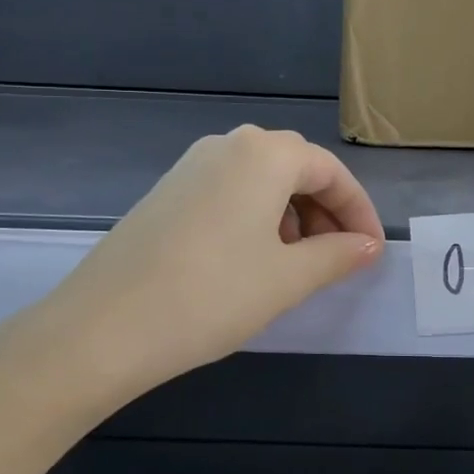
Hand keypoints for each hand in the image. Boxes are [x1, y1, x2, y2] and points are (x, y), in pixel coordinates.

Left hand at [35, 126, 383, 388]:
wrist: (101, 328)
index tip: (372, 251)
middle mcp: (229, 145)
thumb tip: (369, 246)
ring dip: (292, 212)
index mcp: (265, 154)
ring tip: (297, 262)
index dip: (358, 211)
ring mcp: (191, 165)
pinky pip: (229, 190)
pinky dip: (256, 215)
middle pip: (296, 167)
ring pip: (261, 178)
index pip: (330, 171)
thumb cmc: (210, 296)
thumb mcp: (286, 279)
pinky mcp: (167, 190)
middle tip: (339, 256)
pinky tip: (251, 258)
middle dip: (326, 209)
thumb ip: (337, 256)